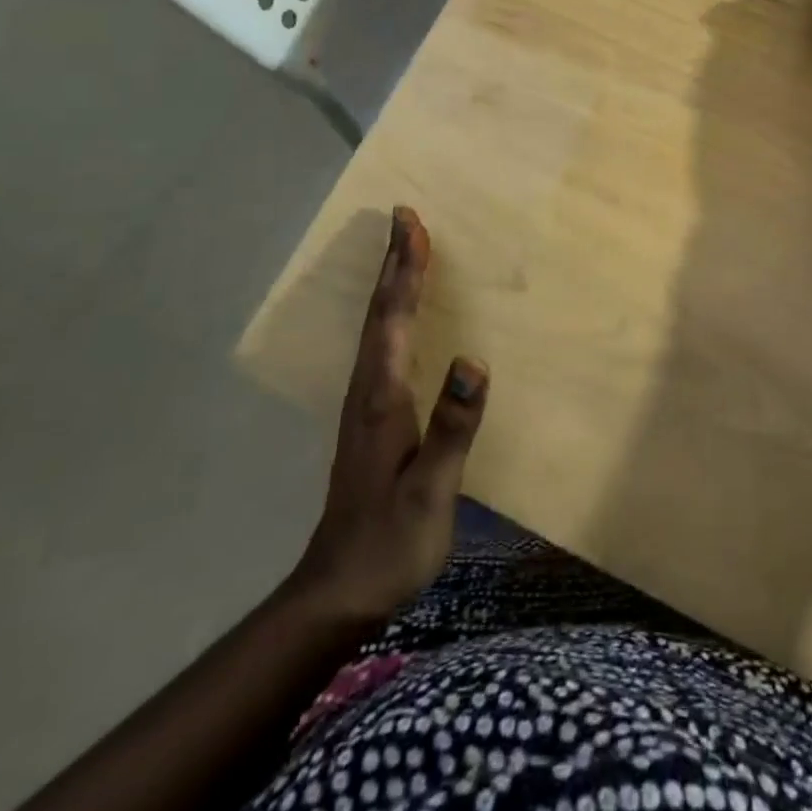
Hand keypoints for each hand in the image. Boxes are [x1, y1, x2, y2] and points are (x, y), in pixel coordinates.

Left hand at [288, 207, 488, 624]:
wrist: (337, 592)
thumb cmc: (390, 543)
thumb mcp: (430, 492)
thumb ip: (451, 428)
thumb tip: (474, 362)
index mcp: (382, 398)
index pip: (393, 319)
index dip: (406, 269)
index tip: (411, 224)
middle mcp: (367, 390)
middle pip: (379, 313)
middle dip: (395, 262)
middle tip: (404, 218)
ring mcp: (364, 404)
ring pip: (376, 326)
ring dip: (391, 283)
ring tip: (405, 250)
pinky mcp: (370, 418)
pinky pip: (381, 346)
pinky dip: (391, 314)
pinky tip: (400, 315)